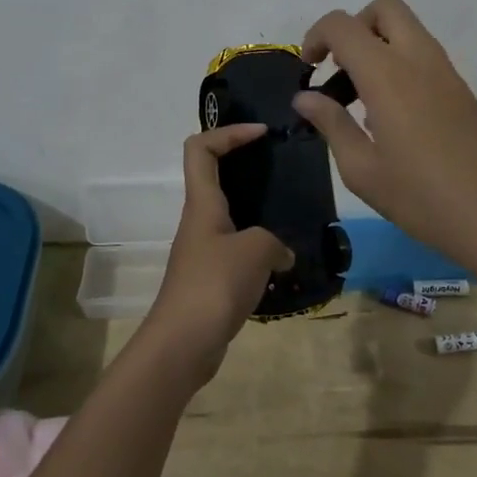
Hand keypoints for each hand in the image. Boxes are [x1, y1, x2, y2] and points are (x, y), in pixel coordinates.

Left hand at [142, 124, 294, 386]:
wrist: (183, 344)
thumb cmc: (214, 285)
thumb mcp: (255, 251)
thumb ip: (275, 242)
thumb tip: (282, 254)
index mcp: (202, 204)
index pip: (200, 148)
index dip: (228, 132)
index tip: (261, 133)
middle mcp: (199, 221)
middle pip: (215, 177)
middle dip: (246, 166)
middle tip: (282, 168)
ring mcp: (203, 251)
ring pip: (230, 215)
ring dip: (258, 210)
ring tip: (292, 213)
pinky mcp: (211, 278)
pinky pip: (237, 249)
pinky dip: (260, 248)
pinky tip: (284, 260)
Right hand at [293, 0, 476, 263]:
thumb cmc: (424, 198)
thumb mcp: (363, 170)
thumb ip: (332, 125)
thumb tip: (305, 97)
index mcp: (388, 74)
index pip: (344, 25)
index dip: (316, 36)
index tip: (308, 71)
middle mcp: (419, 59)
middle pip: (384, 8)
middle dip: (354, 27)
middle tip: (339, 70)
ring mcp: (446, 73)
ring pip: (407, 30)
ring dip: (377, 47)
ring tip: (359, 101)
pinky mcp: (463, 91)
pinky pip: (423, 57)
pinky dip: (398, 66)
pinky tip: (390, 119)